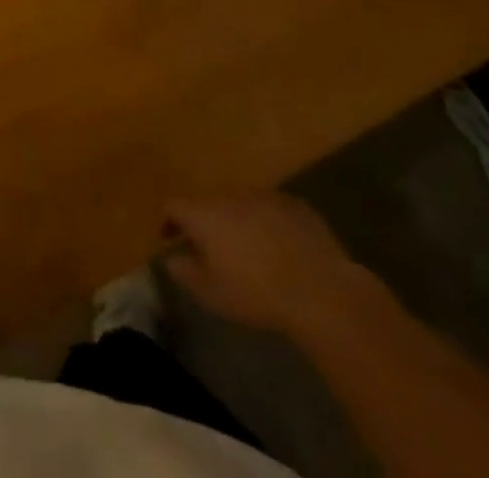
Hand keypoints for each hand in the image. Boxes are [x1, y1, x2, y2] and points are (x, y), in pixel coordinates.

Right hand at [164, 192, 376, 334]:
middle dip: (206, 222)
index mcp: (204, 212)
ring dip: (237, 221)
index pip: (173, 204)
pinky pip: (269, 208)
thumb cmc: (256, 293)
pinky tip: (280, 249)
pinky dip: (266, 223)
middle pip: (208, 202)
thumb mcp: (212, 294)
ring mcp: (263, 194)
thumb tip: (171, 258)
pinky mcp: (293, 202)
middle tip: (213, 250)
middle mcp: (229, 194)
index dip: (169, 222)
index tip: (172, 241)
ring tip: (249, 251)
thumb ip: (185, 273)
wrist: (319, 290)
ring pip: (240, 203)